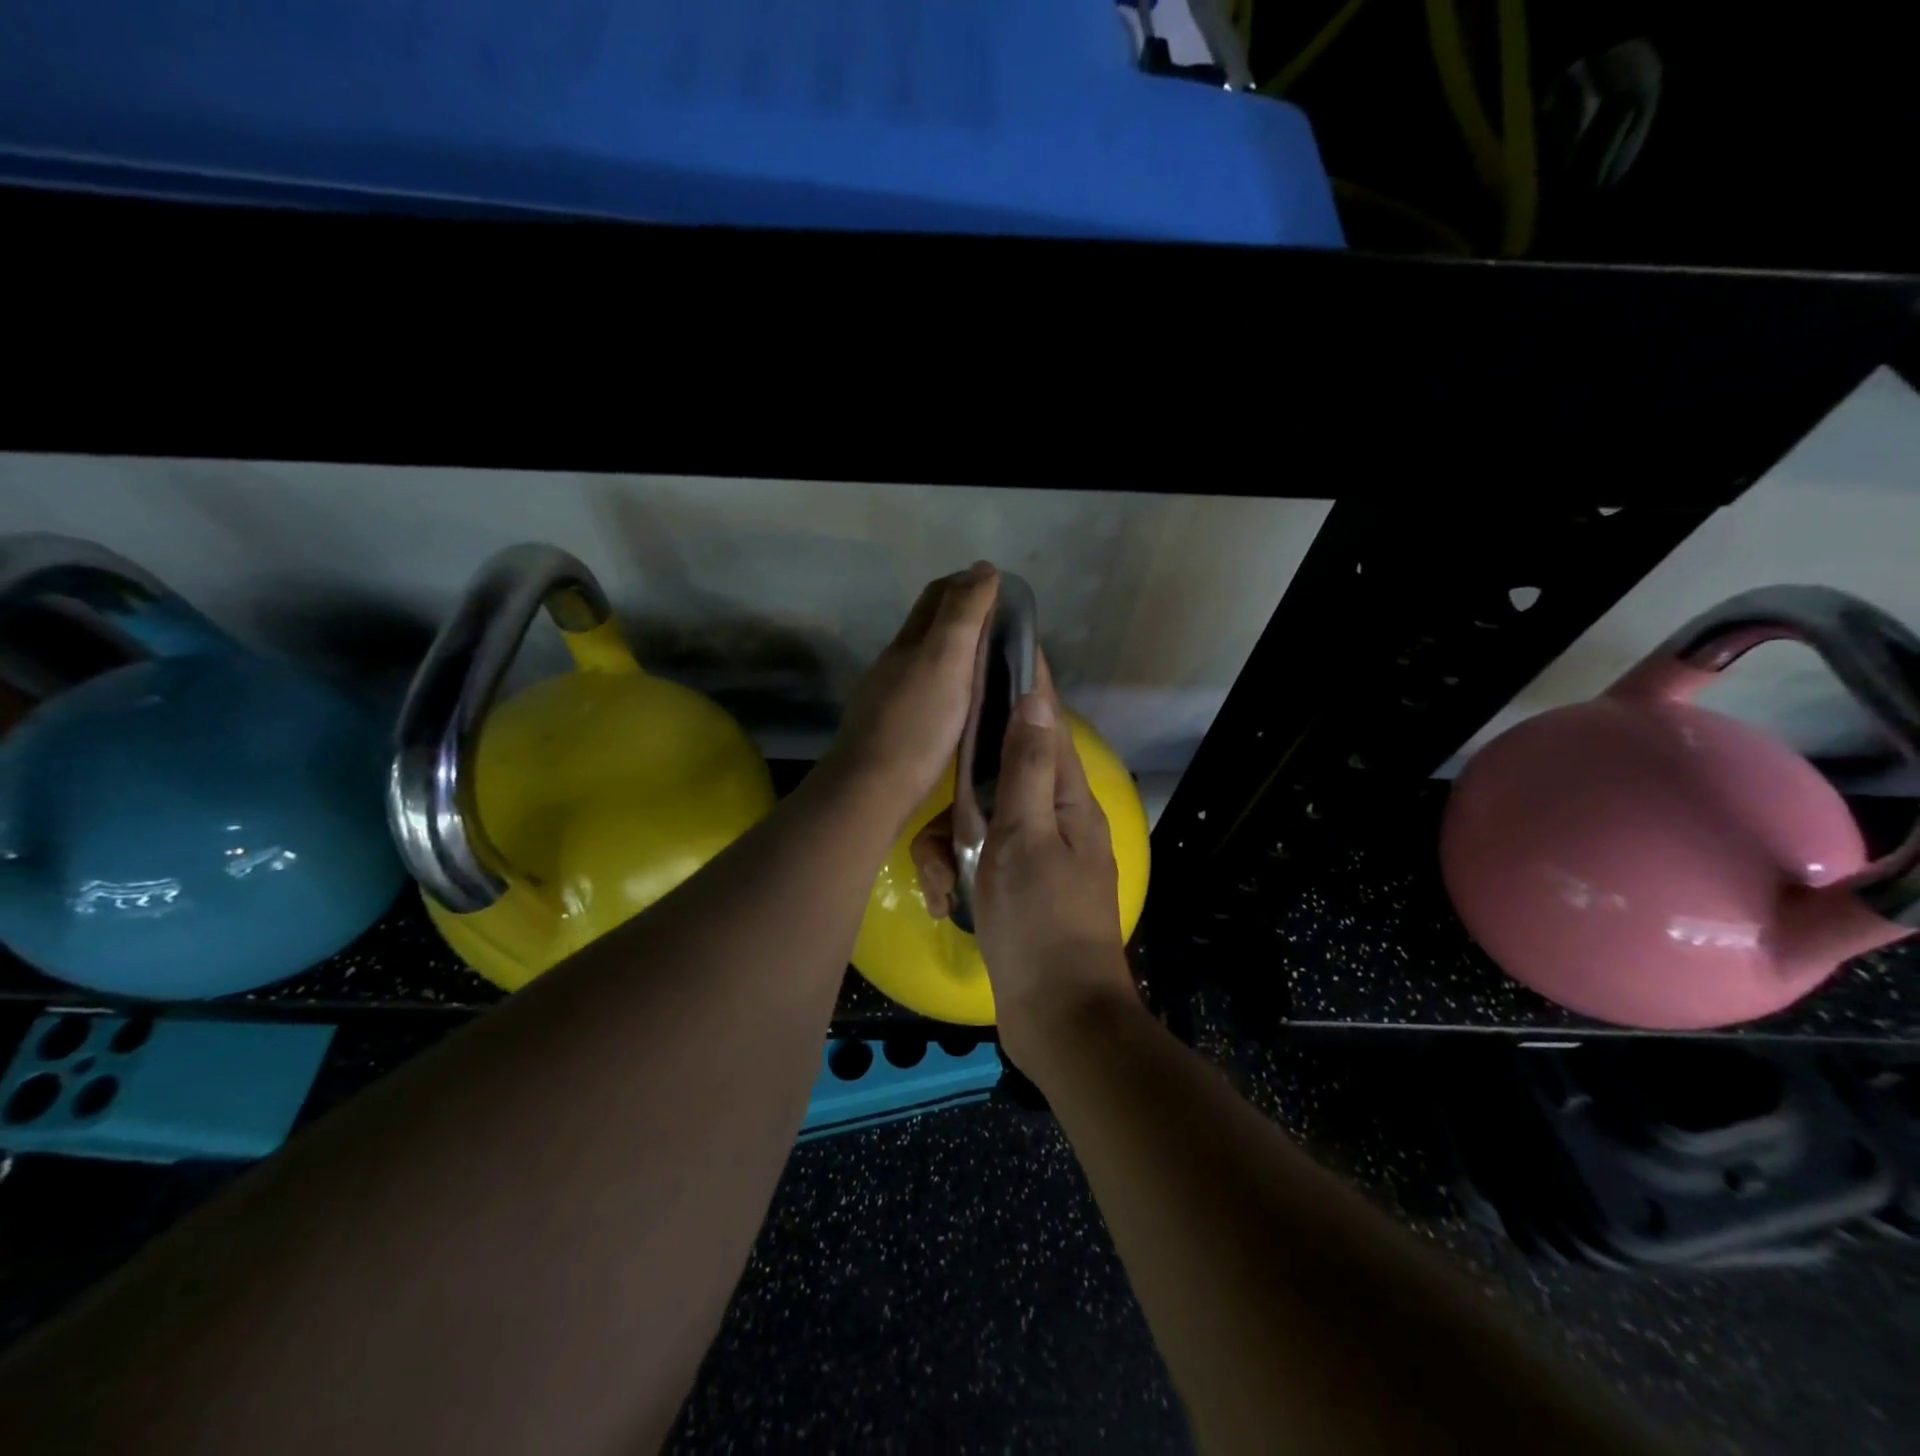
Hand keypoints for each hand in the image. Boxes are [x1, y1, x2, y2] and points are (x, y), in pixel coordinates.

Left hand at [826, 562, 998, 824]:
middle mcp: (895, 662)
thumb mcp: (946, 660)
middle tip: (1003, 628)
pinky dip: (947, 685)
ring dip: (955, 653)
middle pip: (928, 626)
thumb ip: (964, 615)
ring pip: (925, 661)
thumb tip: (983, 567)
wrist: (872, 789)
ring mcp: (889, 697)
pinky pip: (924, 692)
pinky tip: (962, 705)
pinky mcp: (892, 728)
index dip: (968, 584)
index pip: (937, 596)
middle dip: (962, 616)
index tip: (1001, 590)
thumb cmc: (916, 723)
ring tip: (990, 665)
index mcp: (909, 642)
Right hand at [910, 662, 1135, 1070]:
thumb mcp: (1025, 837)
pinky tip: (942, 896)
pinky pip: (979, 856)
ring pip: (981, 818)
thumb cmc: (1040, 922)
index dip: (1027, 682)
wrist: (1058, 1016)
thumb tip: (1035, 699)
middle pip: (1000, 773)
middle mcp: (1054, 816)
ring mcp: (1036, 851)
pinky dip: (956, 871)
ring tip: (938, 880)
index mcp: (1066, 797)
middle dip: (961, 796)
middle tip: (939, 825)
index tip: (1005, 642)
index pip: (1046, 721)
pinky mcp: (1017, 883)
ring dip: (951, 844)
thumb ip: (1026, 768)